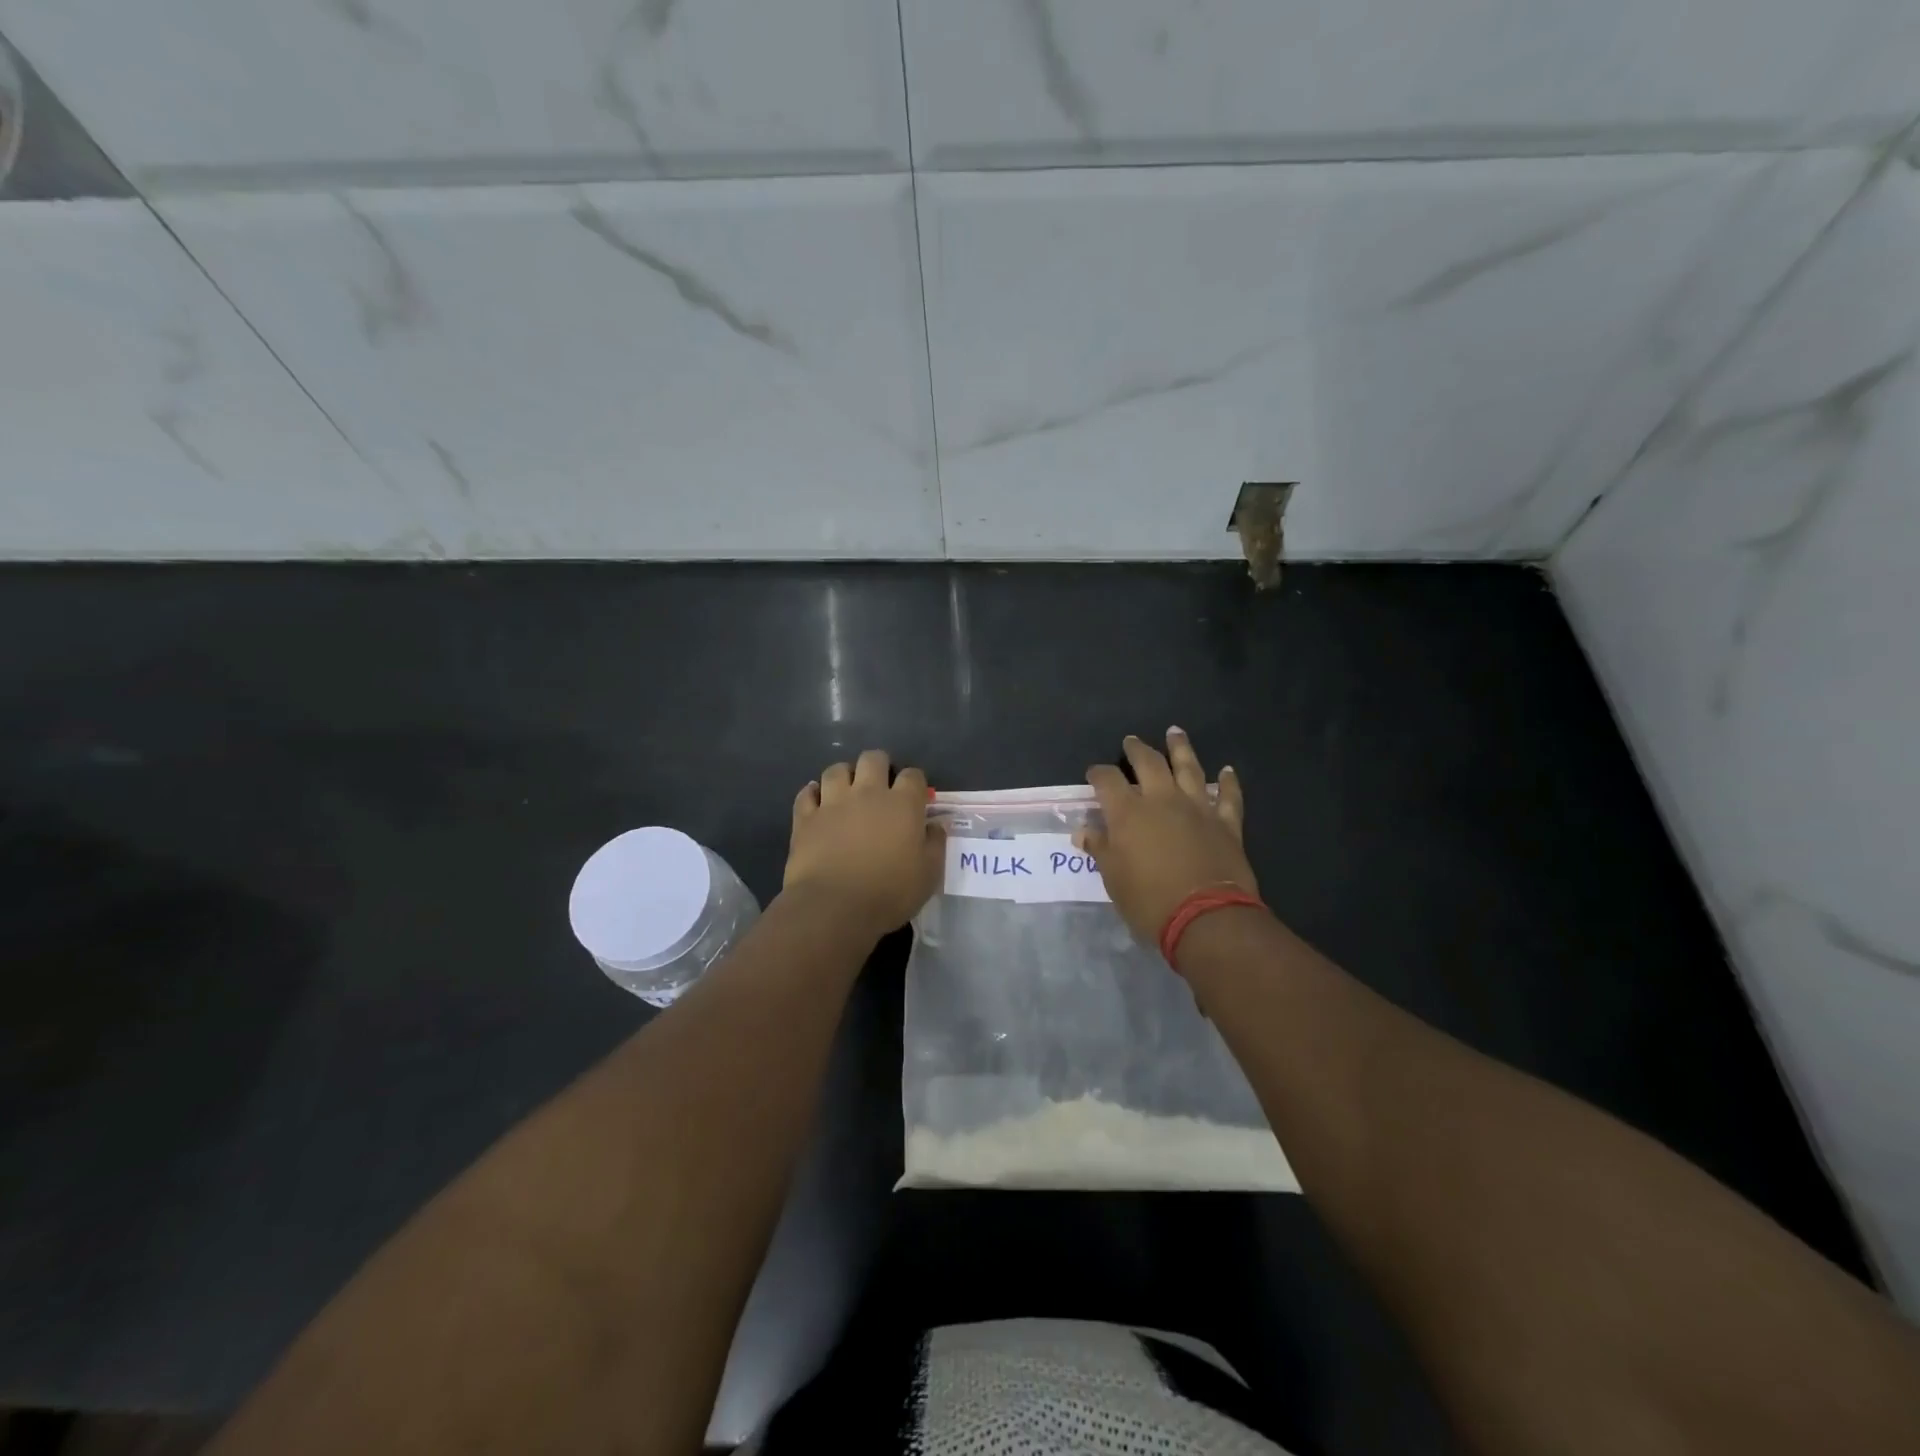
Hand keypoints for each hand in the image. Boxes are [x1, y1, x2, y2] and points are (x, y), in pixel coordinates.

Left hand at [783, 749, 944, 937]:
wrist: (834, 907)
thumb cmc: (889, 892)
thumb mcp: (928, 874)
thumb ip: (935, 844)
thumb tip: (937, 824)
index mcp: (902, 804)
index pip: (913, 776)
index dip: (915, 782)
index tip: (915, 796)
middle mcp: (868, 793)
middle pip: (873, 759)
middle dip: (879, 765)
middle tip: (880, 784)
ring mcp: (833, 803)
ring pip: (836, 770)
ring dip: (844, 775)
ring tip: (847, 789)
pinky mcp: (806, 818)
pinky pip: (806, 794)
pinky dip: (812, 794)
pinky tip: (816, 800)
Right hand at [1077, 729, 1257, 944]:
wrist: (1206, 917)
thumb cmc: (1149, 900)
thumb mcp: (1113, 878)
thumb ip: (1100, 849)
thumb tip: (1084, 831)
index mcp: (1128, 812)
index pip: (1108, 781)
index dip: (1098, 774)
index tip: (1094, 773)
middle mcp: (1162, 800)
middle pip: (1148, 763)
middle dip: (1137, 750)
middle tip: (1132, 741)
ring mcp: (1198, 808)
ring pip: (1189, 768)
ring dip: (1181, 748)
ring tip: (1175, 732)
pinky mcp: (1226, 824)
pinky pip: (1229, 796)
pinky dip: (1228, 782)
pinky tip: (1228, 771)